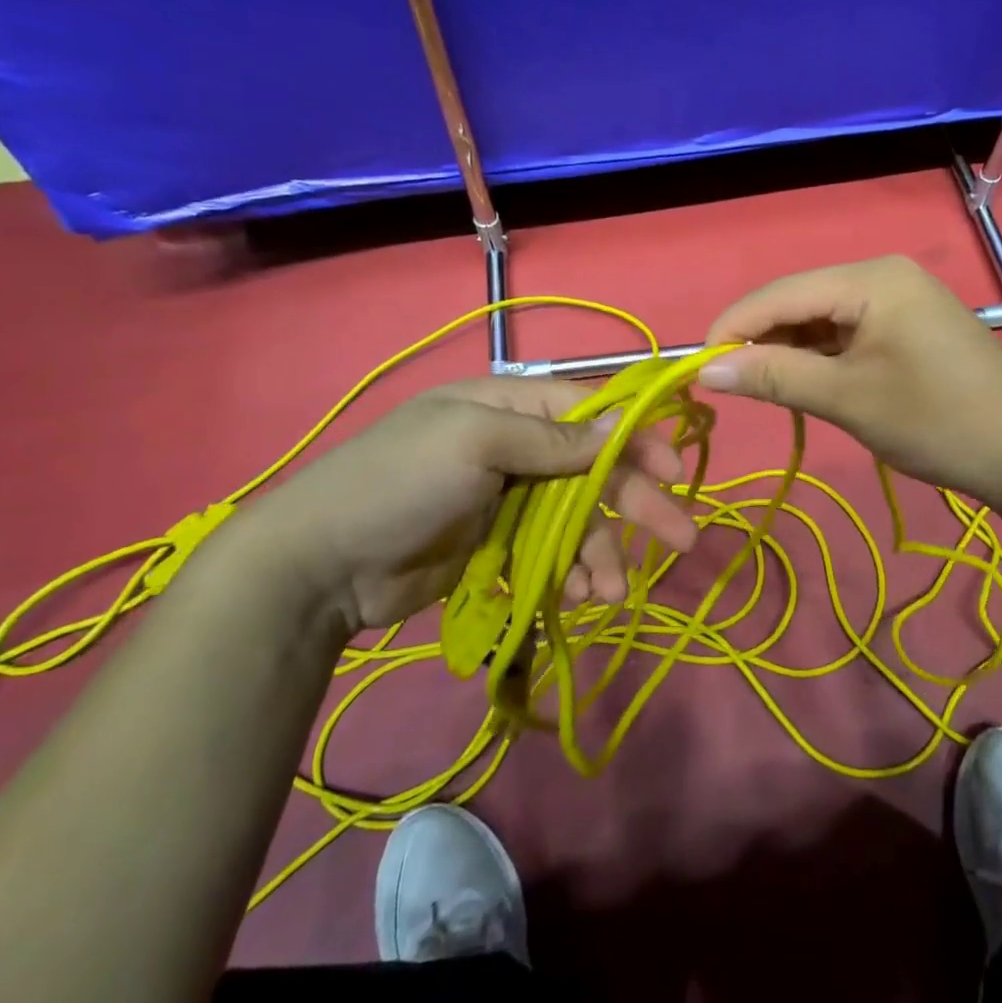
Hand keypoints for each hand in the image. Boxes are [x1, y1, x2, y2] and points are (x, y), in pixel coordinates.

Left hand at [229, 379, 697, 632]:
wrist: (318, 566)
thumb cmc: (399, 484)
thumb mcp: (475, 444)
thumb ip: (552, 439)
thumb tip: (622, 427)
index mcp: (507, 407)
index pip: (590, 413)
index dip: (636, 438)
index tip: (674, 469)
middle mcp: (513, 447)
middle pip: (593, 470)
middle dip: (637, 502)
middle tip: (682, 538)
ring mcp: (506, 500)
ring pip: (577, 519)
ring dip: (603, 552)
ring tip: (612, 591)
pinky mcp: (497, 546)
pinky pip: (552, 554)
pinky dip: (573, 573)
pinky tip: (582, 595)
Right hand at [699, 256, 1001, 511]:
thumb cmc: (937, 422)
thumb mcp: (847, 399)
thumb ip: (775, 377)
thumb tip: (705, 369)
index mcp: (872, 278)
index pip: (781, 293)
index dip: (733, 327)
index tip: (695, 368)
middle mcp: (884, 276)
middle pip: (801, 301)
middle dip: (762, 341)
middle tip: (729, 387)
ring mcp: (900, 300)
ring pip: (822, 320)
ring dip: (791, 353)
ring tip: (765, 392)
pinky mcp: (909, 327)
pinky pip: (849, 334)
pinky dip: (822, 359)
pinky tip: (807, 385)